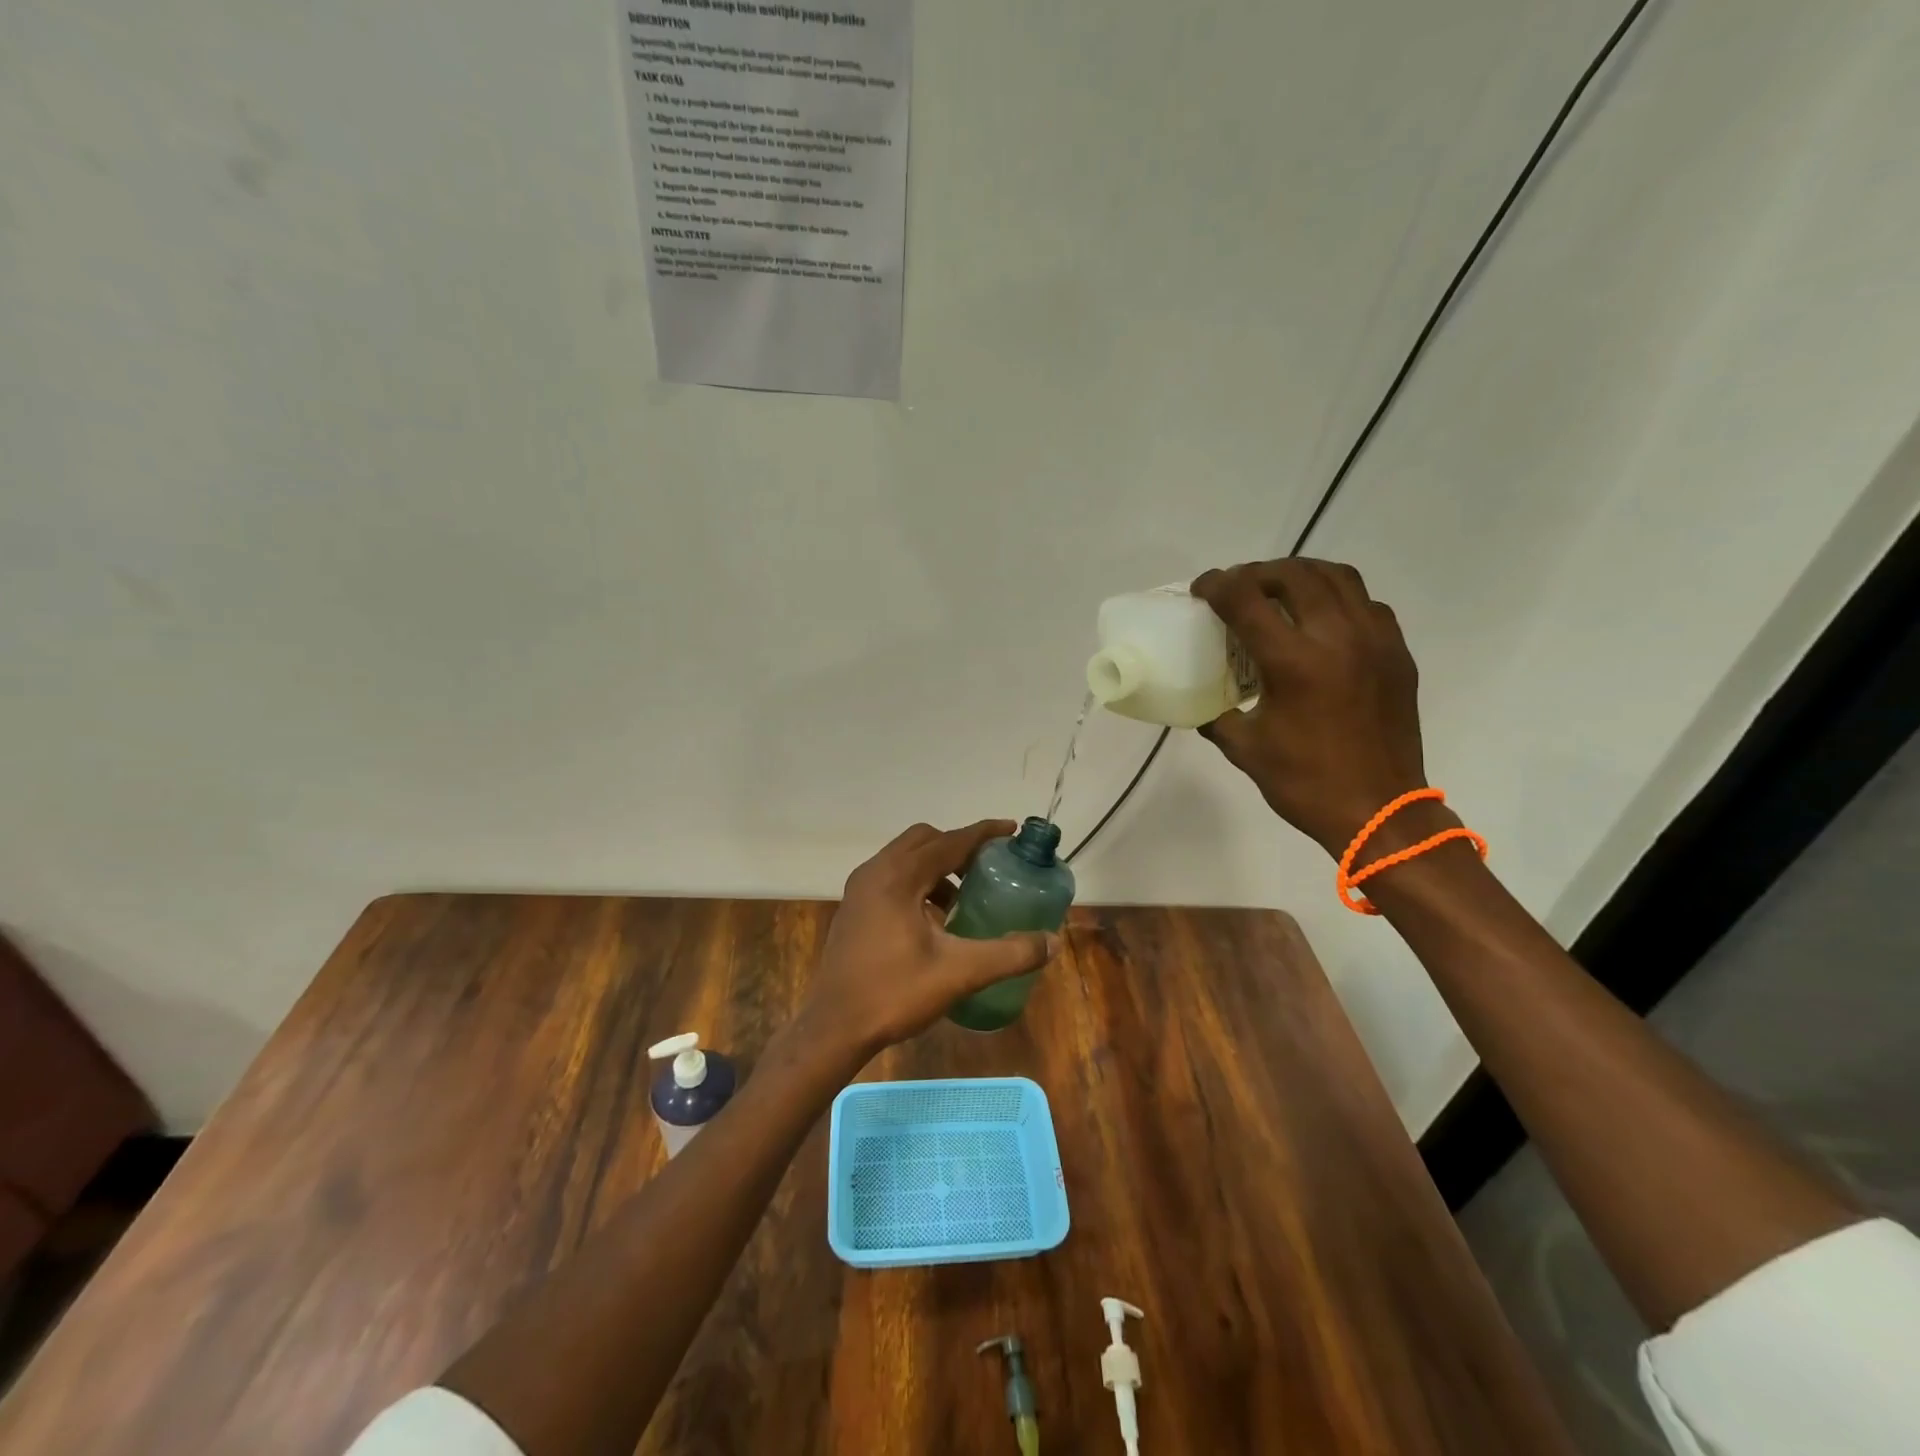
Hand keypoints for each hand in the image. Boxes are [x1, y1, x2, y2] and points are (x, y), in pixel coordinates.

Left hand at [802, 820, 1059, 1060]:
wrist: (833, 1027)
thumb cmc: (894, 993)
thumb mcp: (959, 973)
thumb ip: (1009, 954)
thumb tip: (1052, 942)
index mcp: (898, 877)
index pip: (949, 842)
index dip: (983, 833)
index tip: (1011, 829)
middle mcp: (875, 872)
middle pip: (924, 840)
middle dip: (958, 847)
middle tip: (987, 866)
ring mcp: (860, 889)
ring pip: (905, 858)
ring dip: (936, 866)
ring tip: (963, 897)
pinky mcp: (854, 908)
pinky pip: (892, 877)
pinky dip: (918, 883)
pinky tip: (935, 920)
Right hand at [1191, 558, 1428, 854]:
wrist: (1380, 811)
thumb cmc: (1305, 783)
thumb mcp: (1245, 748)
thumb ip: (1217, 714)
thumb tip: (1201, 700)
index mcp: (1294, 662)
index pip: (1247, 599)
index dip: (1217, 585)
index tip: (1201, 589)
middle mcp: (1337, 638)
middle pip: (1294, 575)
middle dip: (1257, 573)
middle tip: (1237, 589)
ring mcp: (1375, 641)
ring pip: (1338, 577)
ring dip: (1300, 575)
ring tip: (1278, 592)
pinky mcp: (1397, 653)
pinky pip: (1365, 604)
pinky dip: (1336, 598)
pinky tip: (1320, 621)